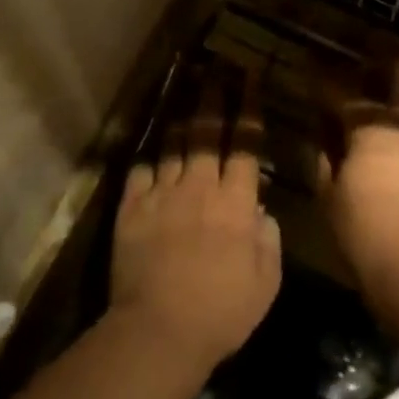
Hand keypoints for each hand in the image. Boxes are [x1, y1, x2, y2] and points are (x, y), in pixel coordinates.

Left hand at [110, 78, 281, 371]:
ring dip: (183, 119)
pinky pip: (141, 172)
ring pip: (174, 146)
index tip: (250, 79)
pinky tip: (153, 155)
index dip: (248, 109)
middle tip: (218, 68)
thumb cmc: (223, 312)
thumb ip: (268, 238)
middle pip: (207, 132)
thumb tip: (260, 209)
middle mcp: (199, 187)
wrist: (159, 330)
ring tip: (187, 94)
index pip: (245, 144)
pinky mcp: (131, 209)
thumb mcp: (265, 281)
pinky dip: (150, 161)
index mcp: (235, 202)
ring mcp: (162, 195)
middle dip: (215, 96)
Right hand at [324, 52, 398, 306]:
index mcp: (370, 126)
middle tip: (367, 45)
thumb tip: (324, 134)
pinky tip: (391, 133)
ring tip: (377, 90)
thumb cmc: (366, 234)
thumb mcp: (330, 196)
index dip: (321, 74)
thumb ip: (325, 157)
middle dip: (384, 53)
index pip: (340, 89)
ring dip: (396, 88)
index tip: (309, 60)